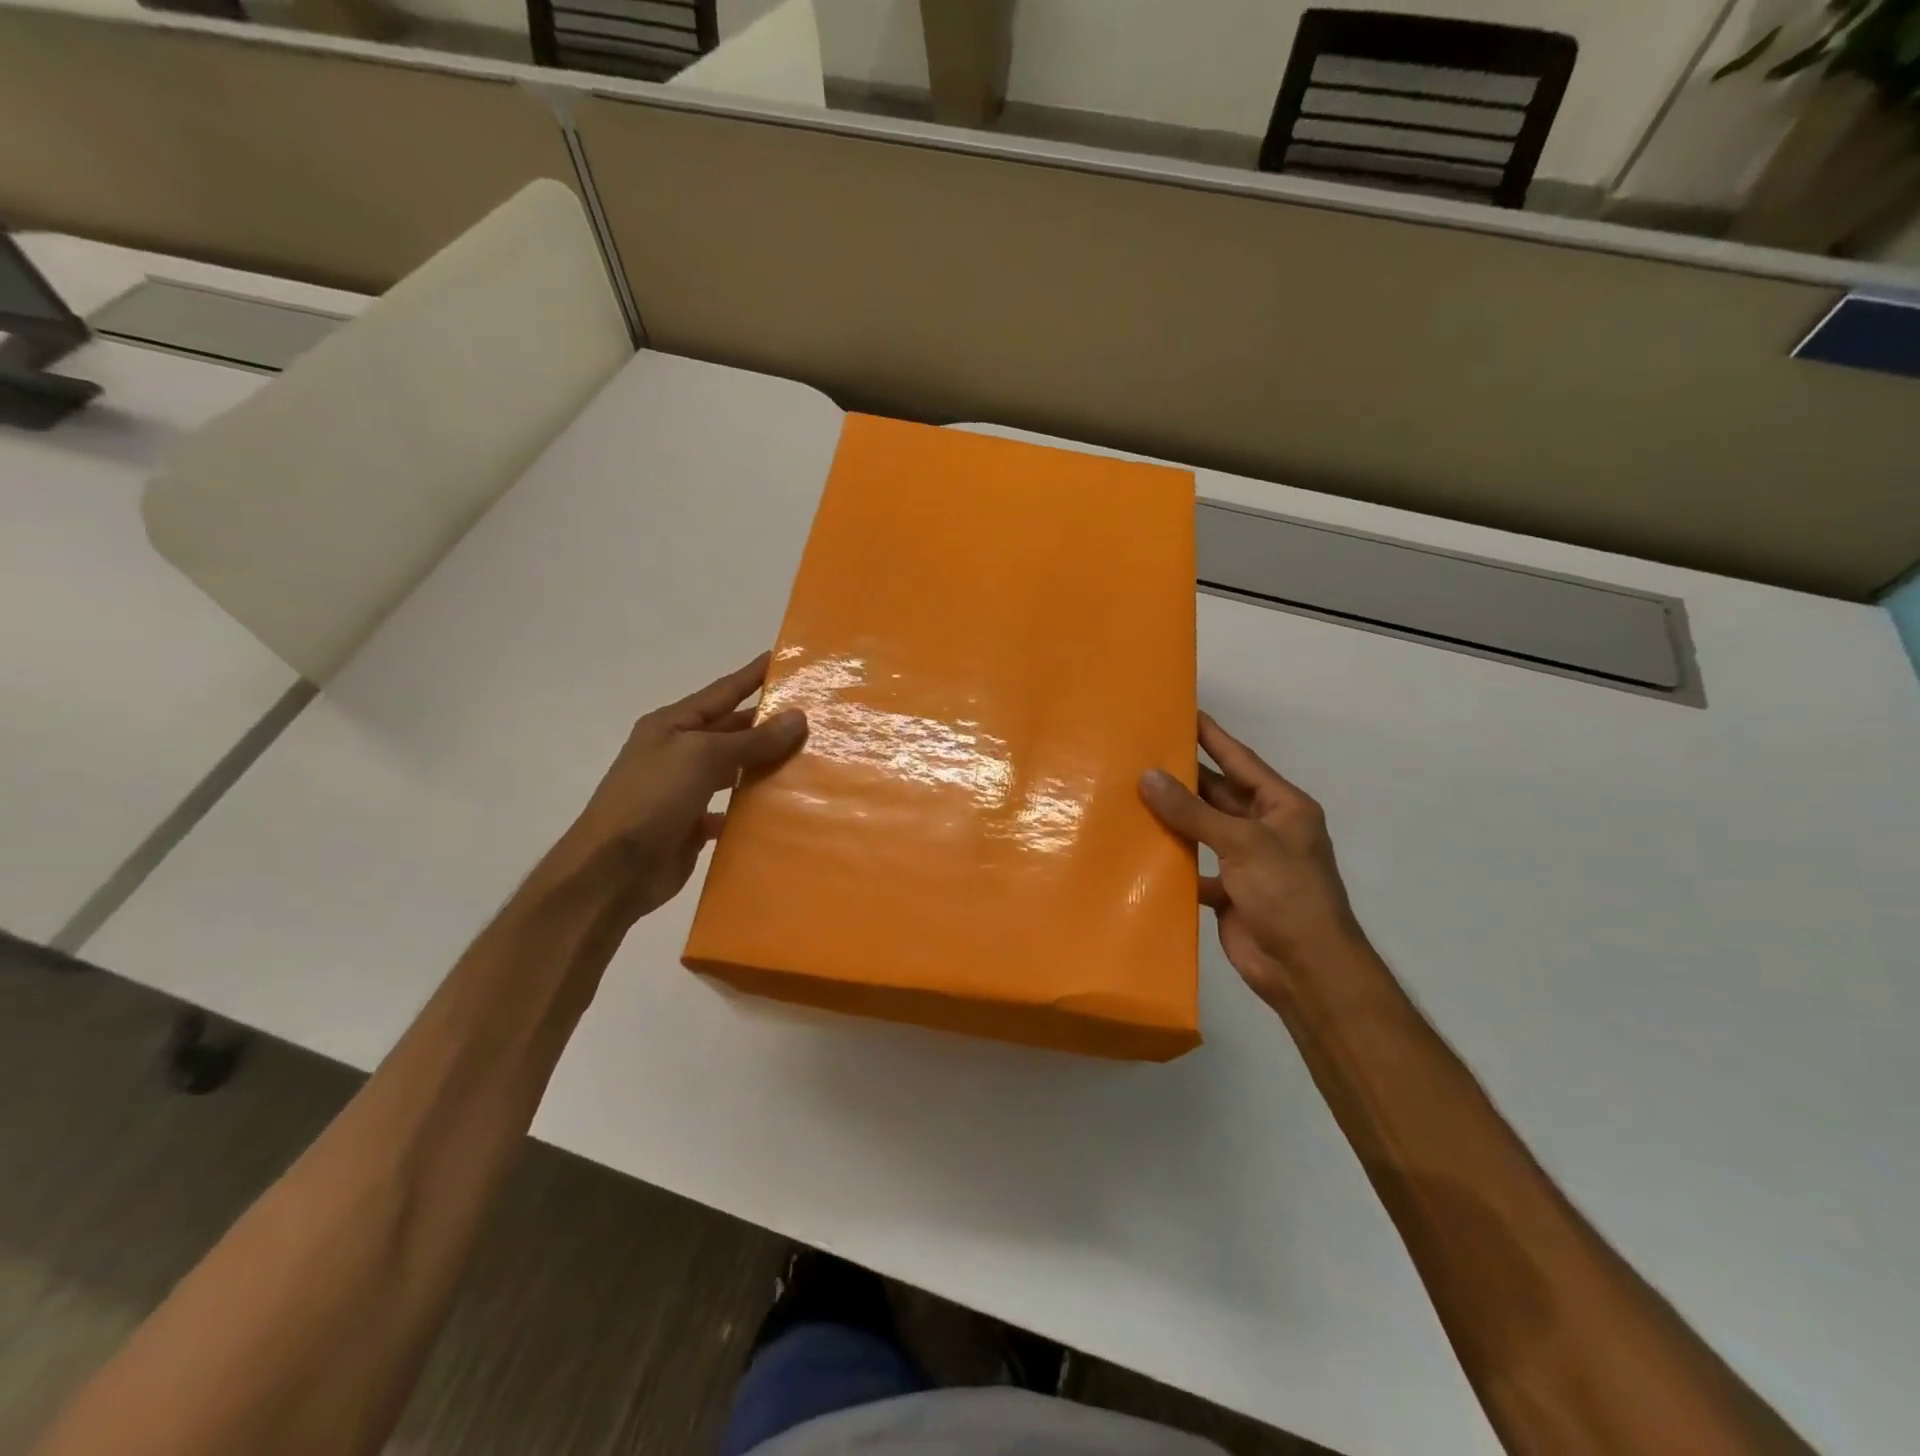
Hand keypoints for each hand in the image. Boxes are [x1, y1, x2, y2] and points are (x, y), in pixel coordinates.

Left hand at [550, 654, 806, 922]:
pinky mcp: (693, 824)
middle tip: (814, 716)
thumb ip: (752, 740)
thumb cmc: (652, 799)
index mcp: (672, 725)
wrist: (613, 870)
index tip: (783, 660)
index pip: (722, 692)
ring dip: (765, 765)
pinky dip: (753, 807)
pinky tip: (783, 807)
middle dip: (768, 723)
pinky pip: (732, 809)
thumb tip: (797, 718)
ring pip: (735, 770)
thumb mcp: (702, 758)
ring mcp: (685, 790)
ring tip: (808, 759)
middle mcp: (678, 752)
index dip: (752, 676)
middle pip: (731, 730)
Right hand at [1139, 714, 1367, 1006]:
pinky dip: (1172, 858)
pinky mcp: (1228, 891)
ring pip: (1203, 829)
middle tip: (1140, 752)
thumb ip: (1193, 811)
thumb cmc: (1286, 894)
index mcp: (1282, 807)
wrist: (1305, 969)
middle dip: (1183, 776)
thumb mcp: (1242, 843)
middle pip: (1218, 793)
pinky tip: (1140, 846)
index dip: (1212, 736)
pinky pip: (1194, 864)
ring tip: (1130, 792)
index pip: (1240, 760)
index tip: (1182, 712)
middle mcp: (1265, 828)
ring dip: (1173, 816)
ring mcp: (1246, 861)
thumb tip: (1147, 776)